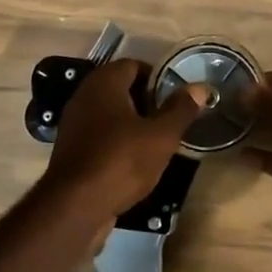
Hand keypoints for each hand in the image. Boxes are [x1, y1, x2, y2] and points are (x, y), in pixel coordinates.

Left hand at [42, 58, 206, 211]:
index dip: (157, 77)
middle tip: (169, 119)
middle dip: (146, 101)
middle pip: (120, 88)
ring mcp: (74, 124)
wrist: (75, 207)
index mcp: (104, 83)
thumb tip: (200, 87)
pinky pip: (99, 135)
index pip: (133, 65)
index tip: (176, 97)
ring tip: (156, 140)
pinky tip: (134, 160)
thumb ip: (181, 109)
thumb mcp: (161, 136)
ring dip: (132, 122)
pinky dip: (117, 140)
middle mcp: (84, 96)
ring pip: (110, 113)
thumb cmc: (122, 161)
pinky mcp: (71, 150)